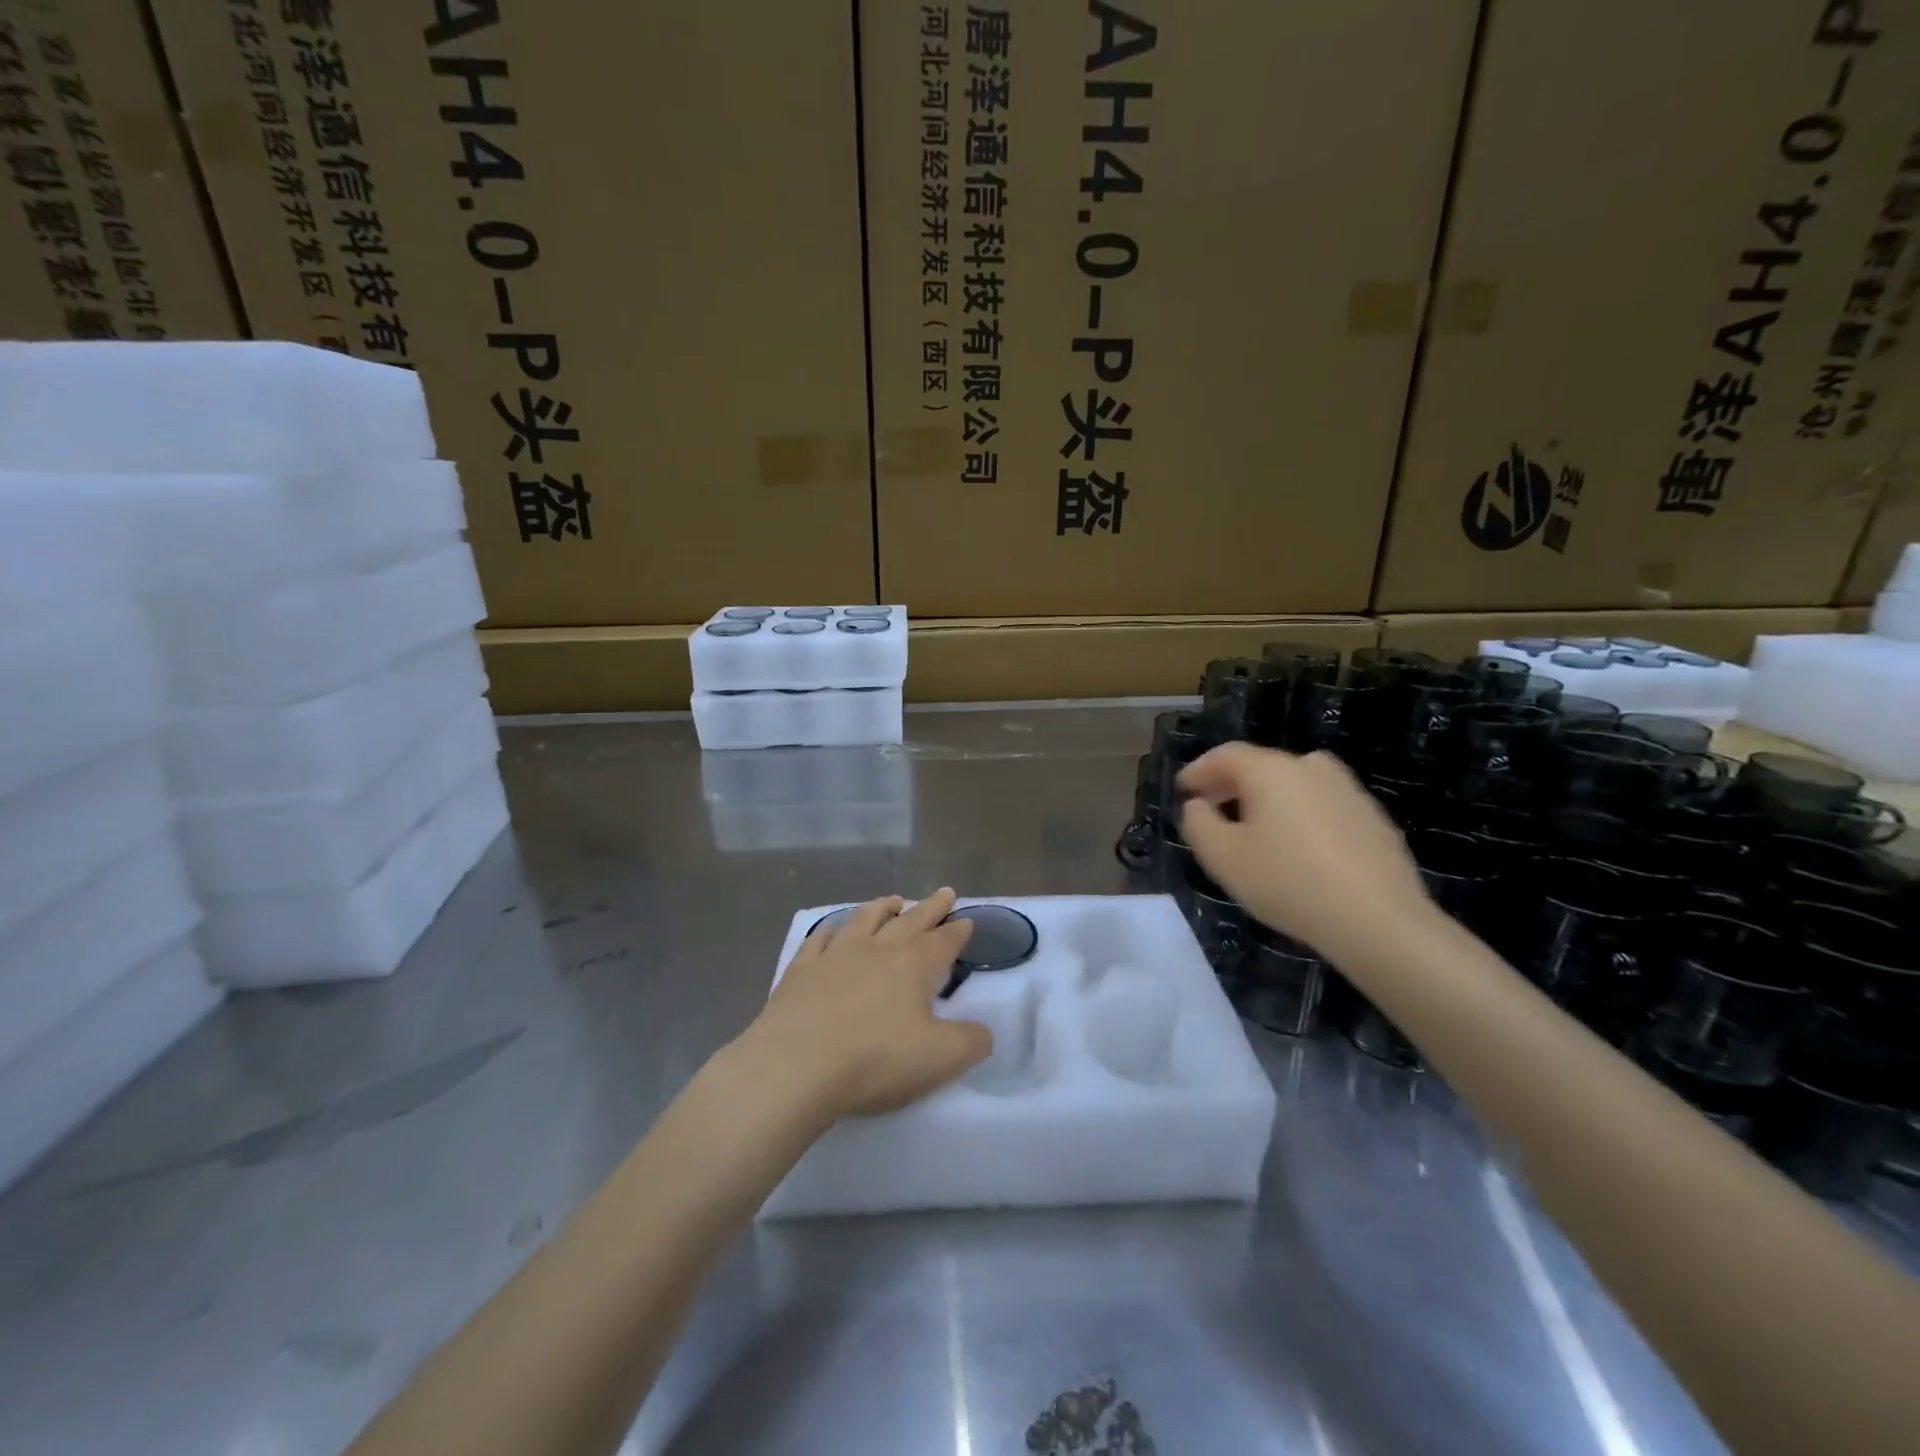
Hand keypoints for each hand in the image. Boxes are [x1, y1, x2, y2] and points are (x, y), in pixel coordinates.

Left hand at [742, 889, 991, 1120]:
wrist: (795, 1067)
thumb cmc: (875, 1060)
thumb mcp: (941, 1059)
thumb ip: (971, 1042)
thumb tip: (983, 1031)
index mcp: (913, 966)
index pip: (943, 942)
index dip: (957, 931)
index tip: (966, 919)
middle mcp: (876, 950)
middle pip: (909, 921)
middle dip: (930, 908)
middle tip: (944, 893)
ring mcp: (834, 956)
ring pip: (864, 919)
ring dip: (882, 907)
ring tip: (893, 900)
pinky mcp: (800, 971)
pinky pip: (819, 939)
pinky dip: (831, 929)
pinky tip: (833, 929)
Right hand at [1179, 744, 1431, 959]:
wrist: (1378, 920)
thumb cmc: (1288, 882)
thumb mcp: (1223, 858)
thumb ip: (1199, 824)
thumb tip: (1198, 806)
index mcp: (1271, 771)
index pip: (1226, 755)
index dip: (1199, 770)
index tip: (1183, 790)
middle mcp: (1311, 768)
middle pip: (1262, 766)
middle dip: (1230, 784)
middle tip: (1211, 808)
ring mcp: (1348, 791)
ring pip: (1295, 784)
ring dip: (1268, 798)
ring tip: (1254, 828)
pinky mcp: (1373, 819)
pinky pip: (1322, 805)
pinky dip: (1300, 815)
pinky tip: (1297, 849)